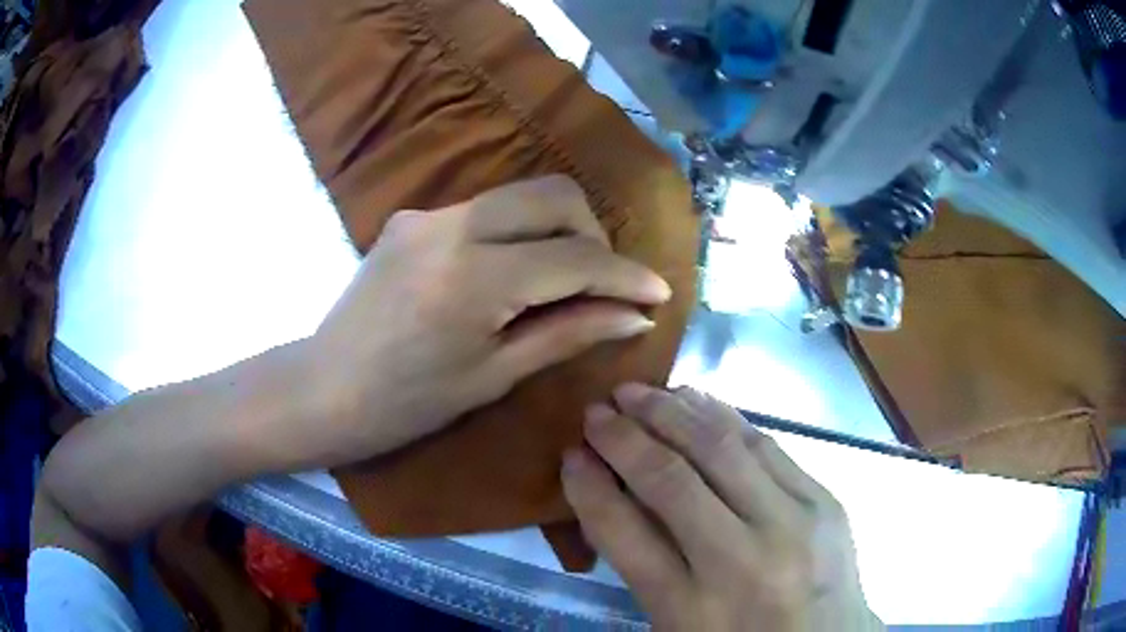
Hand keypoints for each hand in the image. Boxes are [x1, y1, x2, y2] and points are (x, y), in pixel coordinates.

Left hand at [304, 176, 671, 464]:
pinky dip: (517, 232)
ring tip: (567, 278)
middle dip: (595, 232)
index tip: (658, 293)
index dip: (625, 275)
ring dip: (559, 227)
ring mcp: (426, 214)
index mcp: (474, 277)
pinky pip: (485, 209)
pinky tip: (512, 273)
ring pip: (520, 194)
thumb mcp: (495, 375)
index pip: (576, 256)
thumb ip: (569, 333)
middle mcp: (451, 225)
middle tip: (606, 282)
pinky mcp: (411, 217)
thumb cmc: (407, 403)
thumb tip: (634, 315)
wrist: (324, 390)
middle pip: (554, 194)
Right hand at [562, 385, 882, 630]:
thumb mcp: (677, 625)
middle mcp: (741, 562)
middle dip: (625, 437)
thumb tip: (609, 493)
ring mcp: (792, 524)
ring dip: (672, 412)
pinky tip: (697, 400)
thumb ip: (644, 565)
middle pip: (671, 480)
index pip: (624, 533)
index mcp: (692, 610)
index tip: (570, 455)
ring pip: (722, 447)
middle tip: (597, 410)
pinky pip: (766, 444)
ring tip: (639, 392)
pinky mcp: (824, 500)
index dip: (588, 487)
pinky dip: (723, 416)